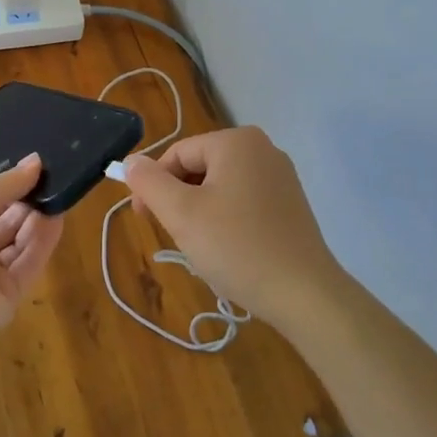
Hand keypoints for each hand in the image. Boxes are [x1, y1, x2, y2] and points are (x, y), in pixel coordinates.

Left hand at [0, 154, 63, 347]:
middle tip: (52, 181)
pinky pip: (27, 266)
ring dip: (36, 220)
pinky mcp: (6, 298)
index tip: (35, 169)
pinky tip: (58, 218)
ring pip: (17, 244)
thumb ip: (6, 182)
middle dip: (25, 202)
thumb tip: (36, 161)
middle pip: (2, 223)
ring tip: (60, 194)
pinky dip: (43, 243)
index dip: (6, 187)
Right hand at [124, 127, 347, 336]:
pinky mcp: (290, 203)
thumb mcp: (181, 213)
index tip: (143, 220)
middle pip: (199, 167)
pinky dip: (226, 219)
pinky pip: (243, 200)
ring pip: (220, 186)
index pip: (177, 154)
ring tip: (202, 246)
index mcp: (236, 142)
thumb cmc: (237, 247)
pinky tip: (228, 249)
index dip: (153, 185)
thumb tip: (131, 161)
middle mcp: (262, 148)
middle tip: (174, 236)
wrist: (305, 294)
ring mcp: (280, 176)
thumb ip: (149, 182)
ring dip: (200, 211)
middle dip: (179, 199)